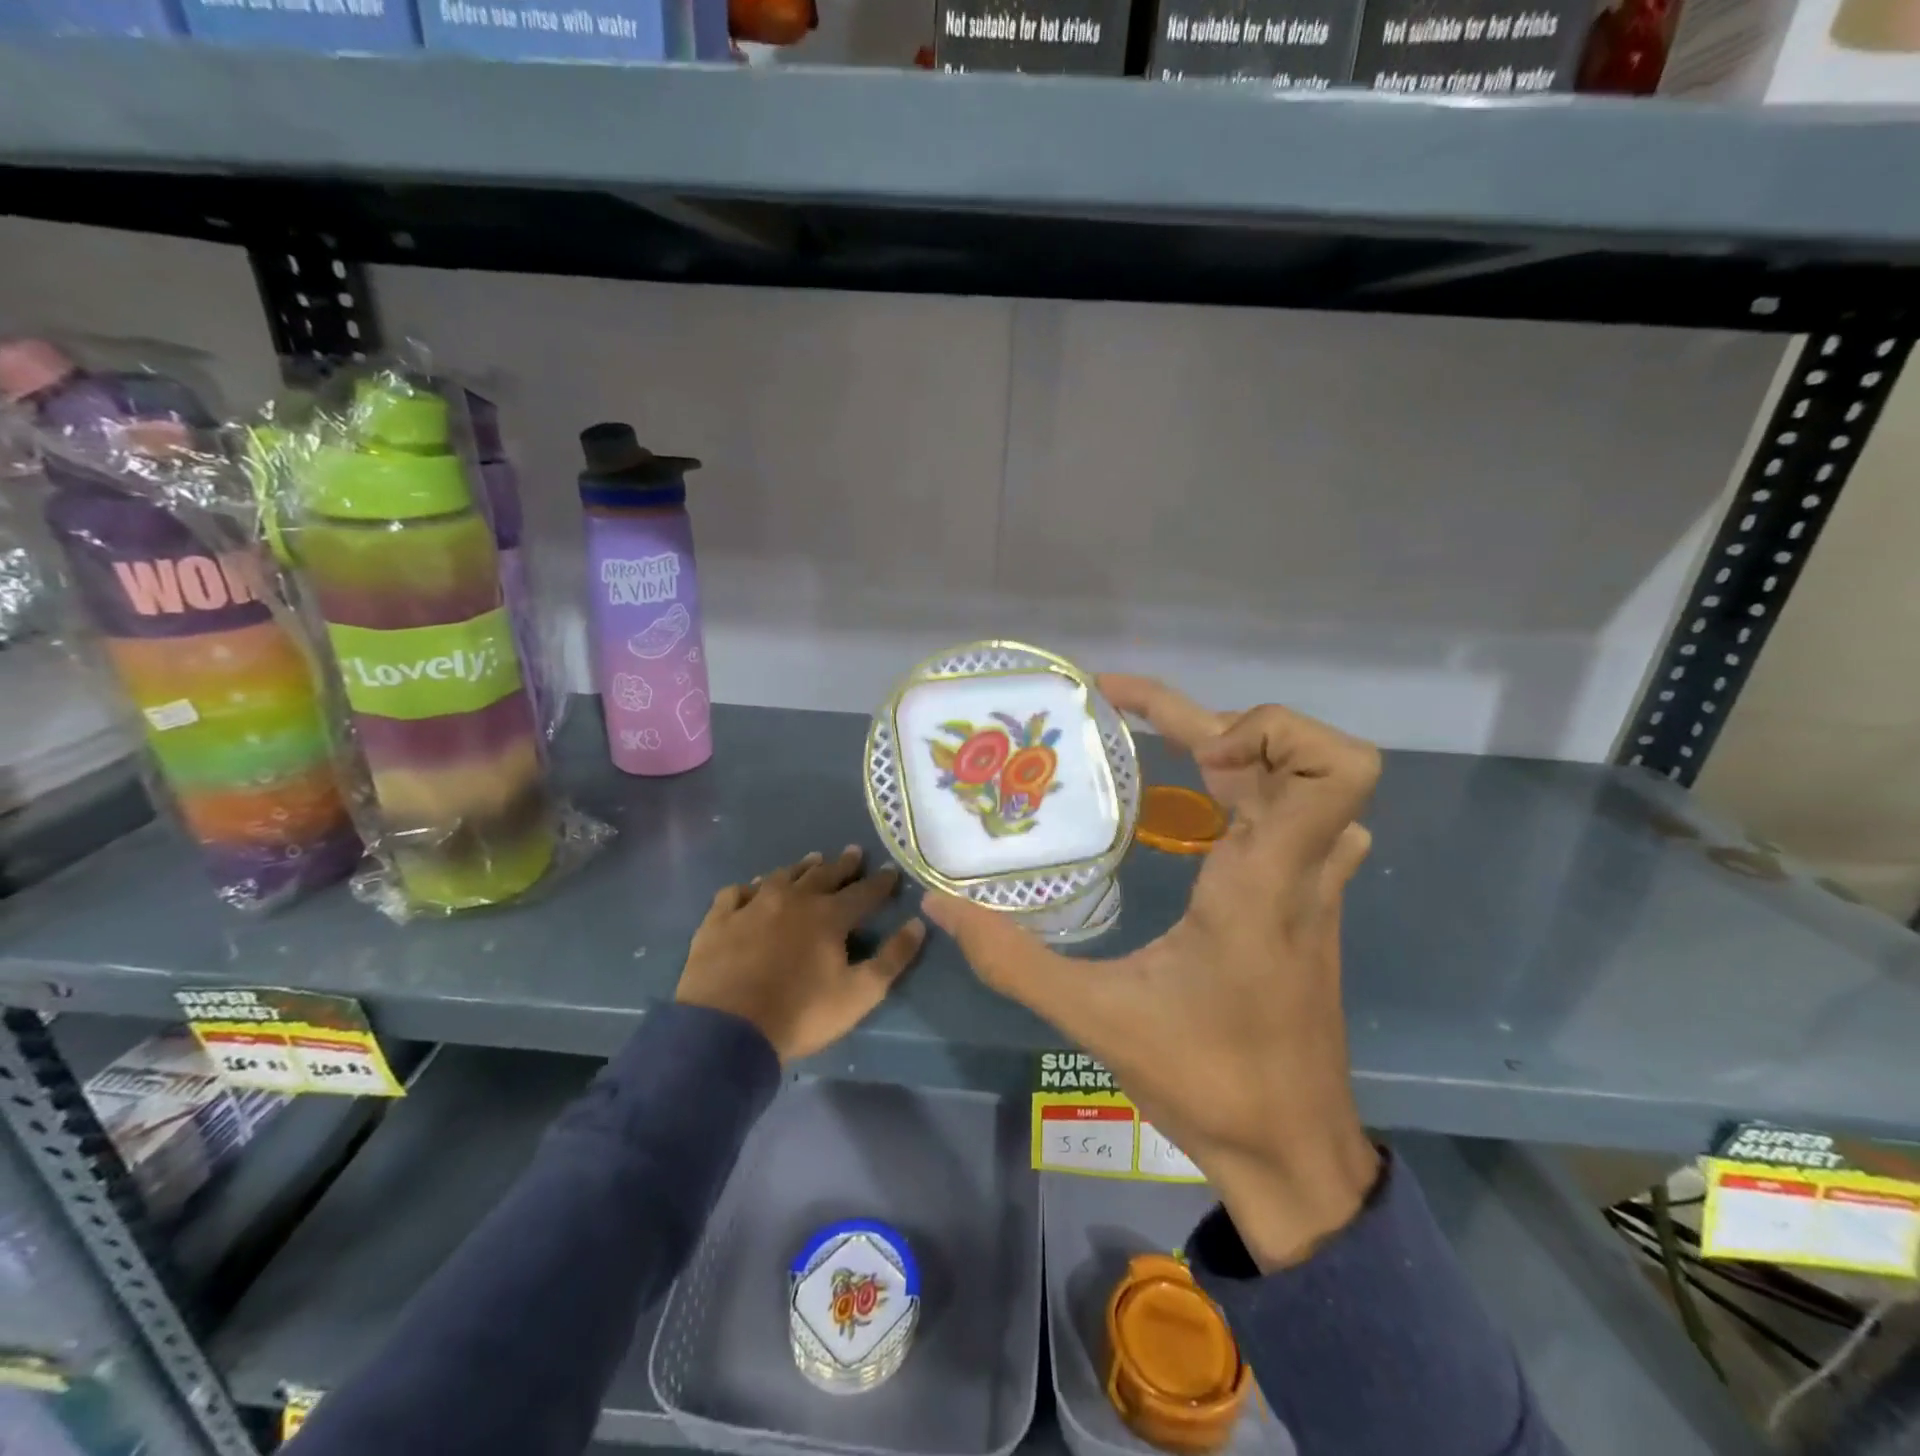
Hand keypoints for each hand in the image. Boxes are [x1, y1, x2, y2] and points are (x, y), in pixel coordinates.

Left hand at [677, 847, 926, 1063]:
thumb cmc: (800, 1014)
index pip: (864, 892)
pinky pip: (736, 892)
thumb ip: (892, 958)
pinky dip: (748, 888)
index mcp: (829, 916)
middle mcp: (793, 899)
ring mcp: (752, 906)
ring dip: (800, 868)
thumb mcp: (860, 994)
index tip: (892, 871)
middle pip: (823, 875)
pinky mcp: (719, 920)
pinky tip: (751, 890)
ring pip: (781, 876)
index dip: (881, 882)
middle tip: (854, 852)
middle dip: (843, 864)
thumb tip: (917, 923)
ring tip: (812, 861)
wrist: (726, 1031)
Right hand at [926, 675, 1381, 1270]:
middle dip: (1230, 727)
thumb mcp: (1095, 1017)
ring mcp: (1316, 888)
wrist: (1293, 1155)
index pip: (1331, 766)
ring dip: (1251, 758)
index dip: (1267, 726)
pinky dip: (1264, 793)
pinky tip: (1207, 822)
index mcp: (1263, 881)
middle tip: (1155, 743)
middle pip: (1316, 756)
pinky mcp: (1311, 907)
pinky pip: (1308, 820)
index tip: (1192, 748)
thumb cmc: (1207, 1083)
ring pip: (1314, 786)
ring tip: (1178, 766)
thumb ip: (1011, 958)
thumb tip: (940, 904)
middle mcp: (1302, 870)